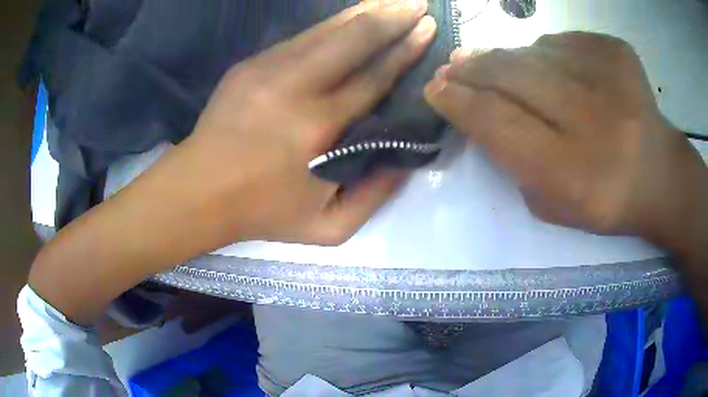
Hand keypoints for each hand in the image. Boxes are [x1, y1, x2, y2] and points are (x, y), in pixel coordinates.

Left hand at [28, 0, 436, 324]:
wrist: (182, 198)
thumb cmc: (250, 224)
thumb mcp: (323, 231)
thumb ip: (367, 196)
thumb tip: (400, 161)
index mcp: (314, 136)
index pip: (374, 82)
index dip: (402, 56)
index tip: (423, 35)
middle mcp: (294, 92)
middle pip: (352, 44)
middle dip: (388, 22)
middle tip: (414, 5)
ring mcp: (267, 72)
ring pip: (325, 31)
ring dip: (360, 13)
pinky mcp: (248, 66)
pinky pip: (301, 37)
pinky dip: (330, 22)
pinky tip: (347, 15)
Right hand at [424, 32, 705, 241]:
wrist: (660, 175)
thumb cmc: (604, 200)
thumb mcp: (549, 203)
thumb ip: (511, 158)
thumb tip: (474, 104)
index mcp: (572, 173)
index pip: (496, 121)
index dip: (458, 101)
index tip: (435, 90)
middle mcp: (593, 119)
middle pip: (510, 74)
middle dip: (473, 68)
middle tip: (454, 67)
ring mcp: (610, 77)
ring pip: (532, 51)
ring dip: (510, 61)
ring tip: (506, 73)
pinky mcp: (617, 51)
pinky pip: (561, 42)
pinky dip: (548, 55)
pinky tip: (558, 74)